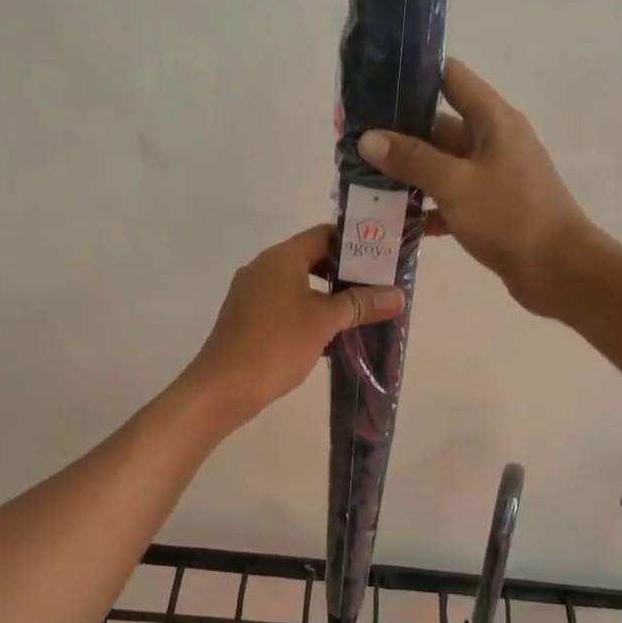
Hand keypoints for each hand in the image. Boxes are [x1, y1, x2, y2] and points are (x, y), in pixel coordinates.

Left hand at [184, 225, 405, 426]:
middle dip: (344, 273)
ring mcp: (251, 292)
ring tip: (358, 312)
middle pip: (311, 258)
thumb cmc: (277, 344)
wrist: (223, 387)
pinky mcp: (246, 317)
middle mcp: (263, 267)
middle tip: (376, 288)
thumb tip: (398, 295)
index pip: (324, 235)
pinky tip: (328, 335)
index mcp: (281, 257)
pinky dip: (306, 312)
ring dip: (326, 296)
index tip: (381, 260)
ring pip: (297, 283)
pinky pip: (283, 303)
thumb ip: (361, 304)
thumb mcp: (325, 321)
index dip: (354, 244)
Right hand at [358, 59, 590, 315]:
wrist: (559, 271)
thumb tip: (367, 138)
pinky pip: (450, 197)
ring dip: (407, 172)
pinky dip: (425, 206)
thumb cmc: (510, 216)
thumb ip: (411, 158)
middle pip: (438, 124)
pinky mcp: (490, 207)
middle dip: (397, 132)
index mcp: (492, 120)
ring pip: (441, 164)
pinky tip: (392, 219)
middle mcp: (493, 140)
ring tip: (362, 179)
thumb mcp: (455, 183)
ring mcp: (492, 175)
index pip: (450, 77)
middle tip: (352, 141)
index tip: (373, 83)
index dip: (414, 75)